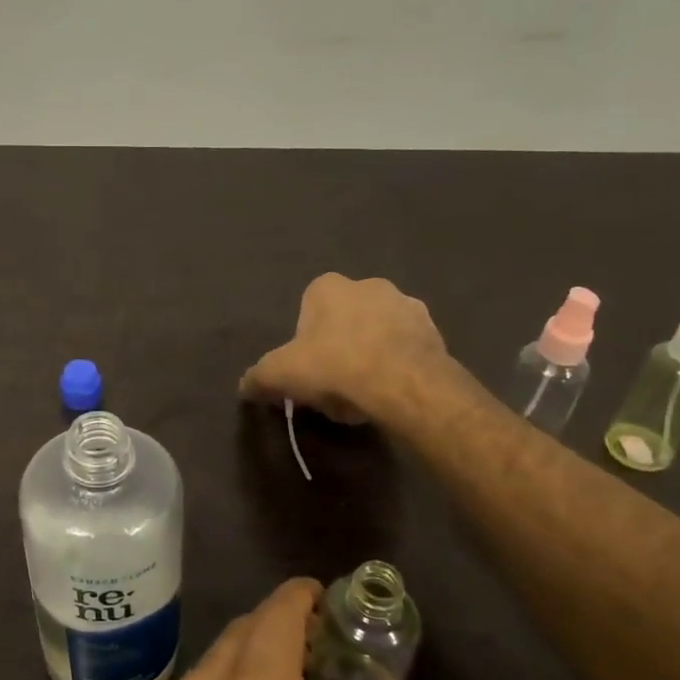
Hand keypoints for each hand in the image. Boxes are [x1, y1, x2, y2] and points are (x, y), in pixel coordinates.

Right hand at [240, 273, 448, 425]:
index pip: (308, 308)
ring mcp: (407, 306)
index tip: (306, 369)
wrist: (403, 385)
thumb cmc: (334, 367)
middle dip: (339, 346)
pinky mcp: (434, 331)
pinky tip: (389, 393)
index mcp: (329, 286)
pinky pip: (406, 349)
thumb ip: (258, 378)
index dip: (305, 341)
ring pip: (377, 333)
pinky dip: (397, 366)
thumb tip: (244, 386)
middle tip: (332, 384)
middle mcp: (369, 285)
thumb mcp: (279, 375)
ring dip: (370, 355)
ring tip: (363, 394)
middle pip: (345, 319)